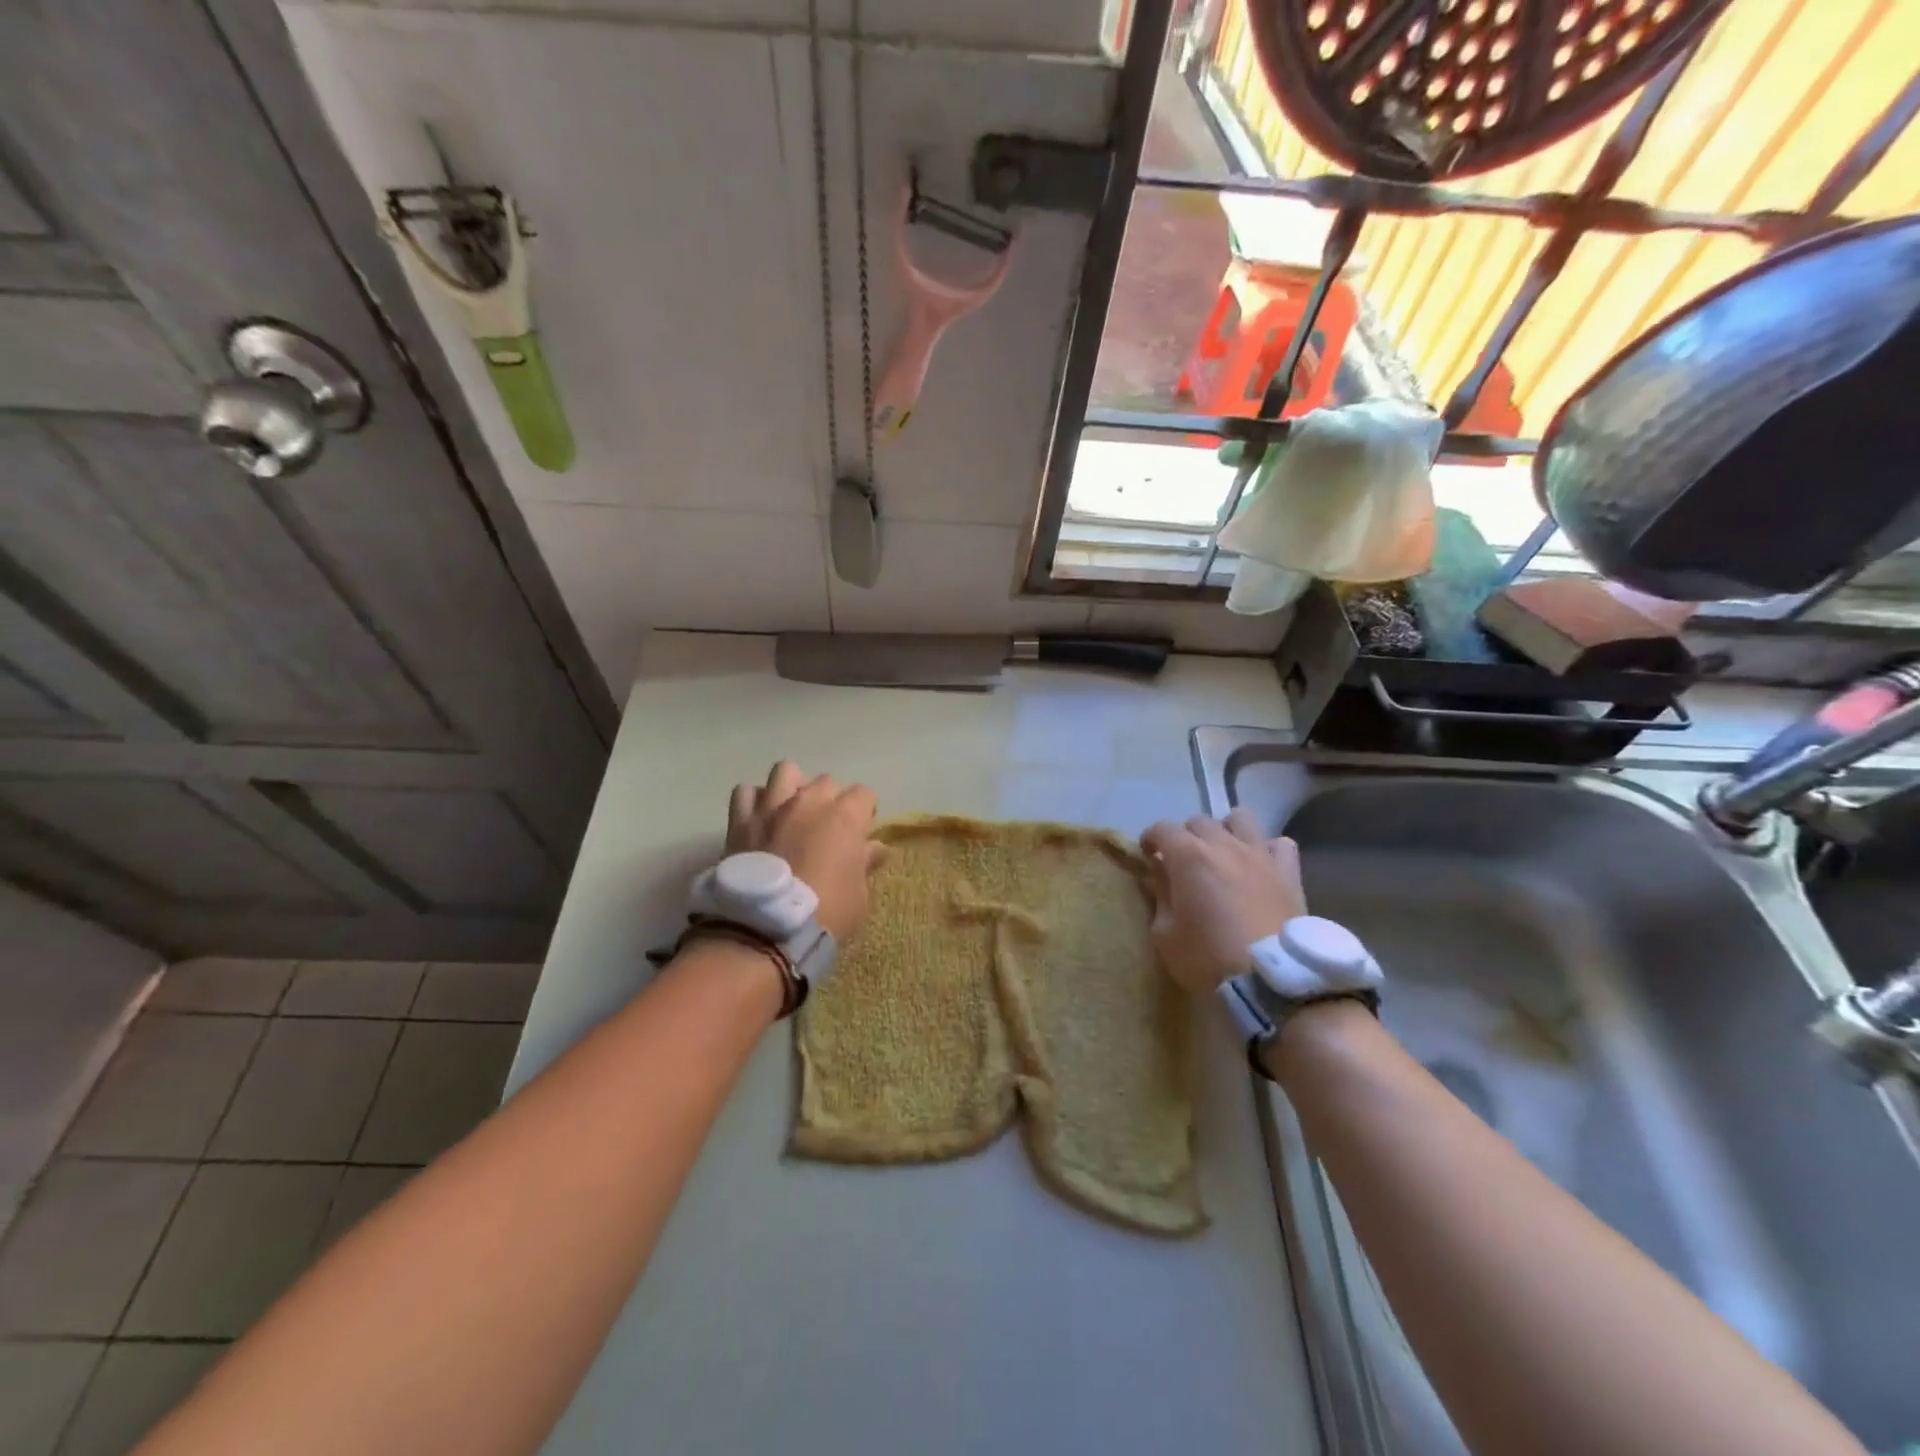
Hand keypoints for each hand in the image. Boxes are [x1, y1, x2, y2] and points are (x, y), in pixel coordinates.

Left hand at [727, 761, 884, 940]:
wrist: (766, 927)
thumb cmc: (826, 911)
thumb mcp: (859, 893)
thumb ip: (866, 863)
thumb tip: (876, 848)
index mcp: (844, 815)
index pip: (864, 793)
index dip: (865, 810)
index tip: (862, 830)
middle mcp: (809, 801)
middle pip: (826, 781)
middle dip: (831, 799)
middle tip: (828, 826)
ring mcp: (772, 807)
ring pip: (785, 771)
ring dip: (793, 786)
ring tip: (792, 810)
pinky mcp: (741, 821)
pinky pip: (745, 792)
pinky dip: (754, 801)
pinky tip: (759, 818)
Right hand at [1140, 808, 1306, 994]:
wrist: (1271, 980)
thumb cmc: (1208, 958)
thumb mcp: (1165, 935)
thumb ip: (1160, 899)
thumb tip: (1159, 878)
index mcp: (1188, 856)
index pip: (1162, 829)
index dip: (1150, 839)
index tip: (1147, 855)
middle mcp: (1224, 845)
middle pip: (1199, 821)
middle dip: (1185, 836)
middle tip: (1183, 862)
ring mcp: (1259, 855)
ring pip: (1241, 819)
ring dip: (1227, 831)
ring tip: (1223, 855)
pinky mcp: (1289, 873)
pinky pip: (1280, 844)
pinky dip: (1267, 850)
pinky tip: (1261, 867)